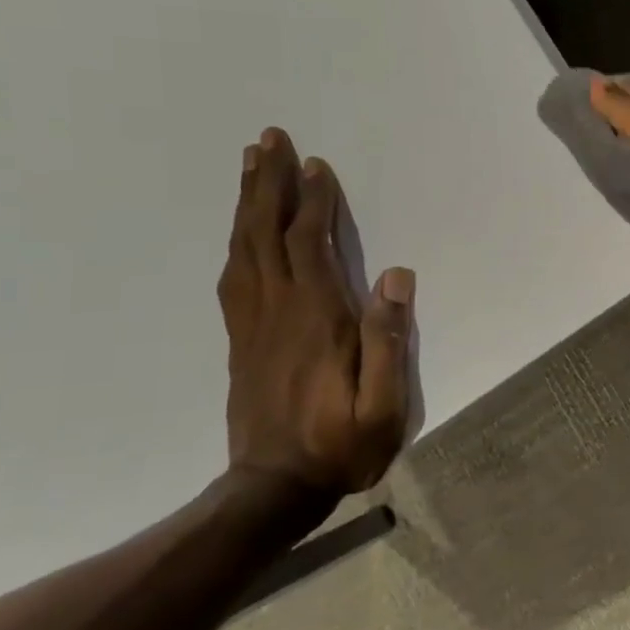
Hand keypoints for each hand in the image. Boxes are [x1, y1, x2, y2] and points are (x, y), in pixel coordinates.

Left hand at [217, 127, 413, 503]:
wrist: (273, 489)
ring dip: (247, 202)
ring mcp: (253, 323)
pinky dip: (237, 240)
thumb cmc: (341, 445)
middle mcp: (279, 309)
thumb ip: (389, 340)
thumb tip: (396, 276)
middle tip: (268, 139)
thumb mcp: (384, 405)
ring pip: (245, 248)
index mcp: (316, 318)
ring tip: (249, 165)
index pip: (311, 244)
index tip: (316, 164)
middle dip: (268, 183)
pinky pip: (234, 275)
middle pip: (267, 233)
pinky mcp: (241, 339)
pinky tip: (241, 228)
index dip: (314, 202)